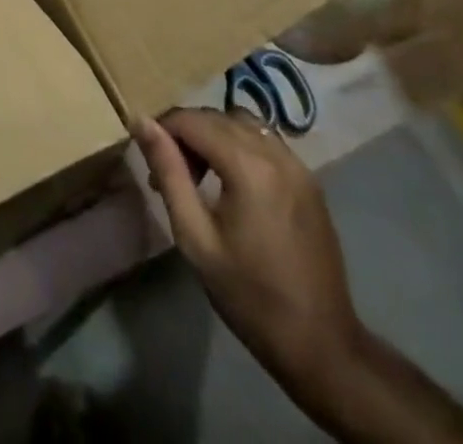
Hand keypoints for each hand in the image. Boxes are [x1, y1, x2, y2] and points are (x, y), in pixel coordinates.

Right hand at [134, 109, 364, 410]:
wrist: (321, 345)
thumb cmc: (249, 295)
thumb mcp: (195, 238)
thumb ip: (169, 172)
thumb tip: (141, 122)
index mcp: (248, 165)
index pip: (192, 120)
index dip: (163, 130)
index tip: (150, 161)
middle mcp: (275, 153)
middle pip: (217, 117)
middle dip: (187, 133)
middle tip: (172, 173)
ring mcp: (298, 165)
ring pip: (243, 123)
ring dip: (215, 135)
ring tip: (201, 174)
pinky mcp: (309, 180)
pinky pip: (266, 141)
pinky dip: (241, 145)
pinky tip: (233, 181)